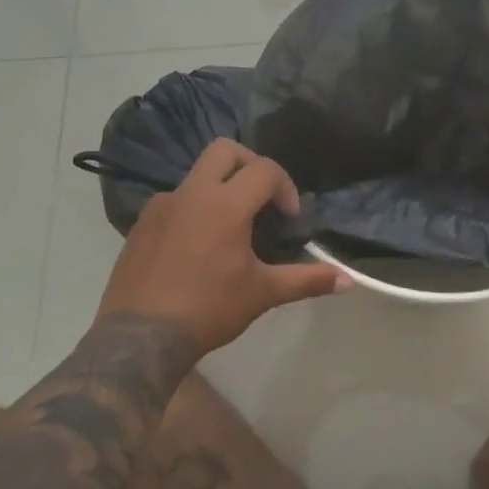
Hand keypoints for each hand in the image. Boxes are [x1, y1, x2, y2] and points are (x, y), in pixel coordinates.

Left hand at [99, 139, 349, 355]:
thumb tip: (348, 280)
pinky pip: (175, 201)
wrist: (140, 338)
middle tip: (262, 198)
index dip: (285, 187)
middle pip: (225, 150)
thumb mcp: (262, 294)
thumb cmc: (208, 310)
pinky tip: (197, 247)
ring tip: (230, 229)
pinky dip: (194, 210)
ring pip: (197, 175)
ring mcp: (162, 205)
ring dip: (220, 188)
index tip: (289, 218)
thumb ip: (306, 280)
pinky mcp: (142, 223)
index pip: (265, 170)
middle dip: (251, 164)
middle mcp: (192, 193)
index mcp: (225, 205)